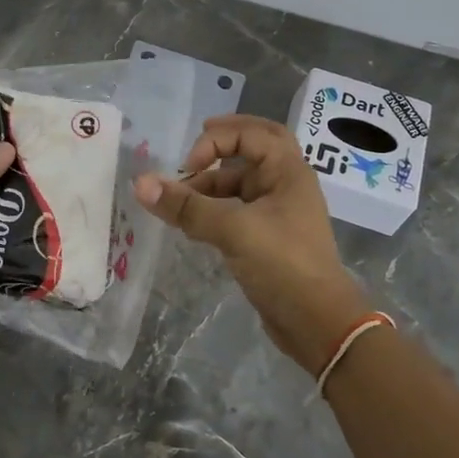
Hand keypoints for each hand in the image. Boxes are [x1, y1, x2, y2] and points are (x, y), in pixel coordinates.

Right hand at [134, 115, 368, 372]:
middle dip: (225, 141)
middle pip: (256, 146)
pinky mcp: (269, 237)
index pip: (250, 134)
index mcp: (288, 172)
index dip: (215, 142)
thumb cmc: (283, 265)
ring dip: (212, 182)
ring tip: (180, 199)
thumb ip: (187, 207)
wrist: (318, 324)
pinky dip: (215, 207)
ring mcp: (279, 211)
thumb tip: (140, 183)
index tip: (188, 167)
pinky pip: (238, 208)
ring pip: (242, 181)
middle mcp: (286, 184)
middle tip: (197, 138)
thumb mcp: (233, 231)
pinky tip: (192, 223)